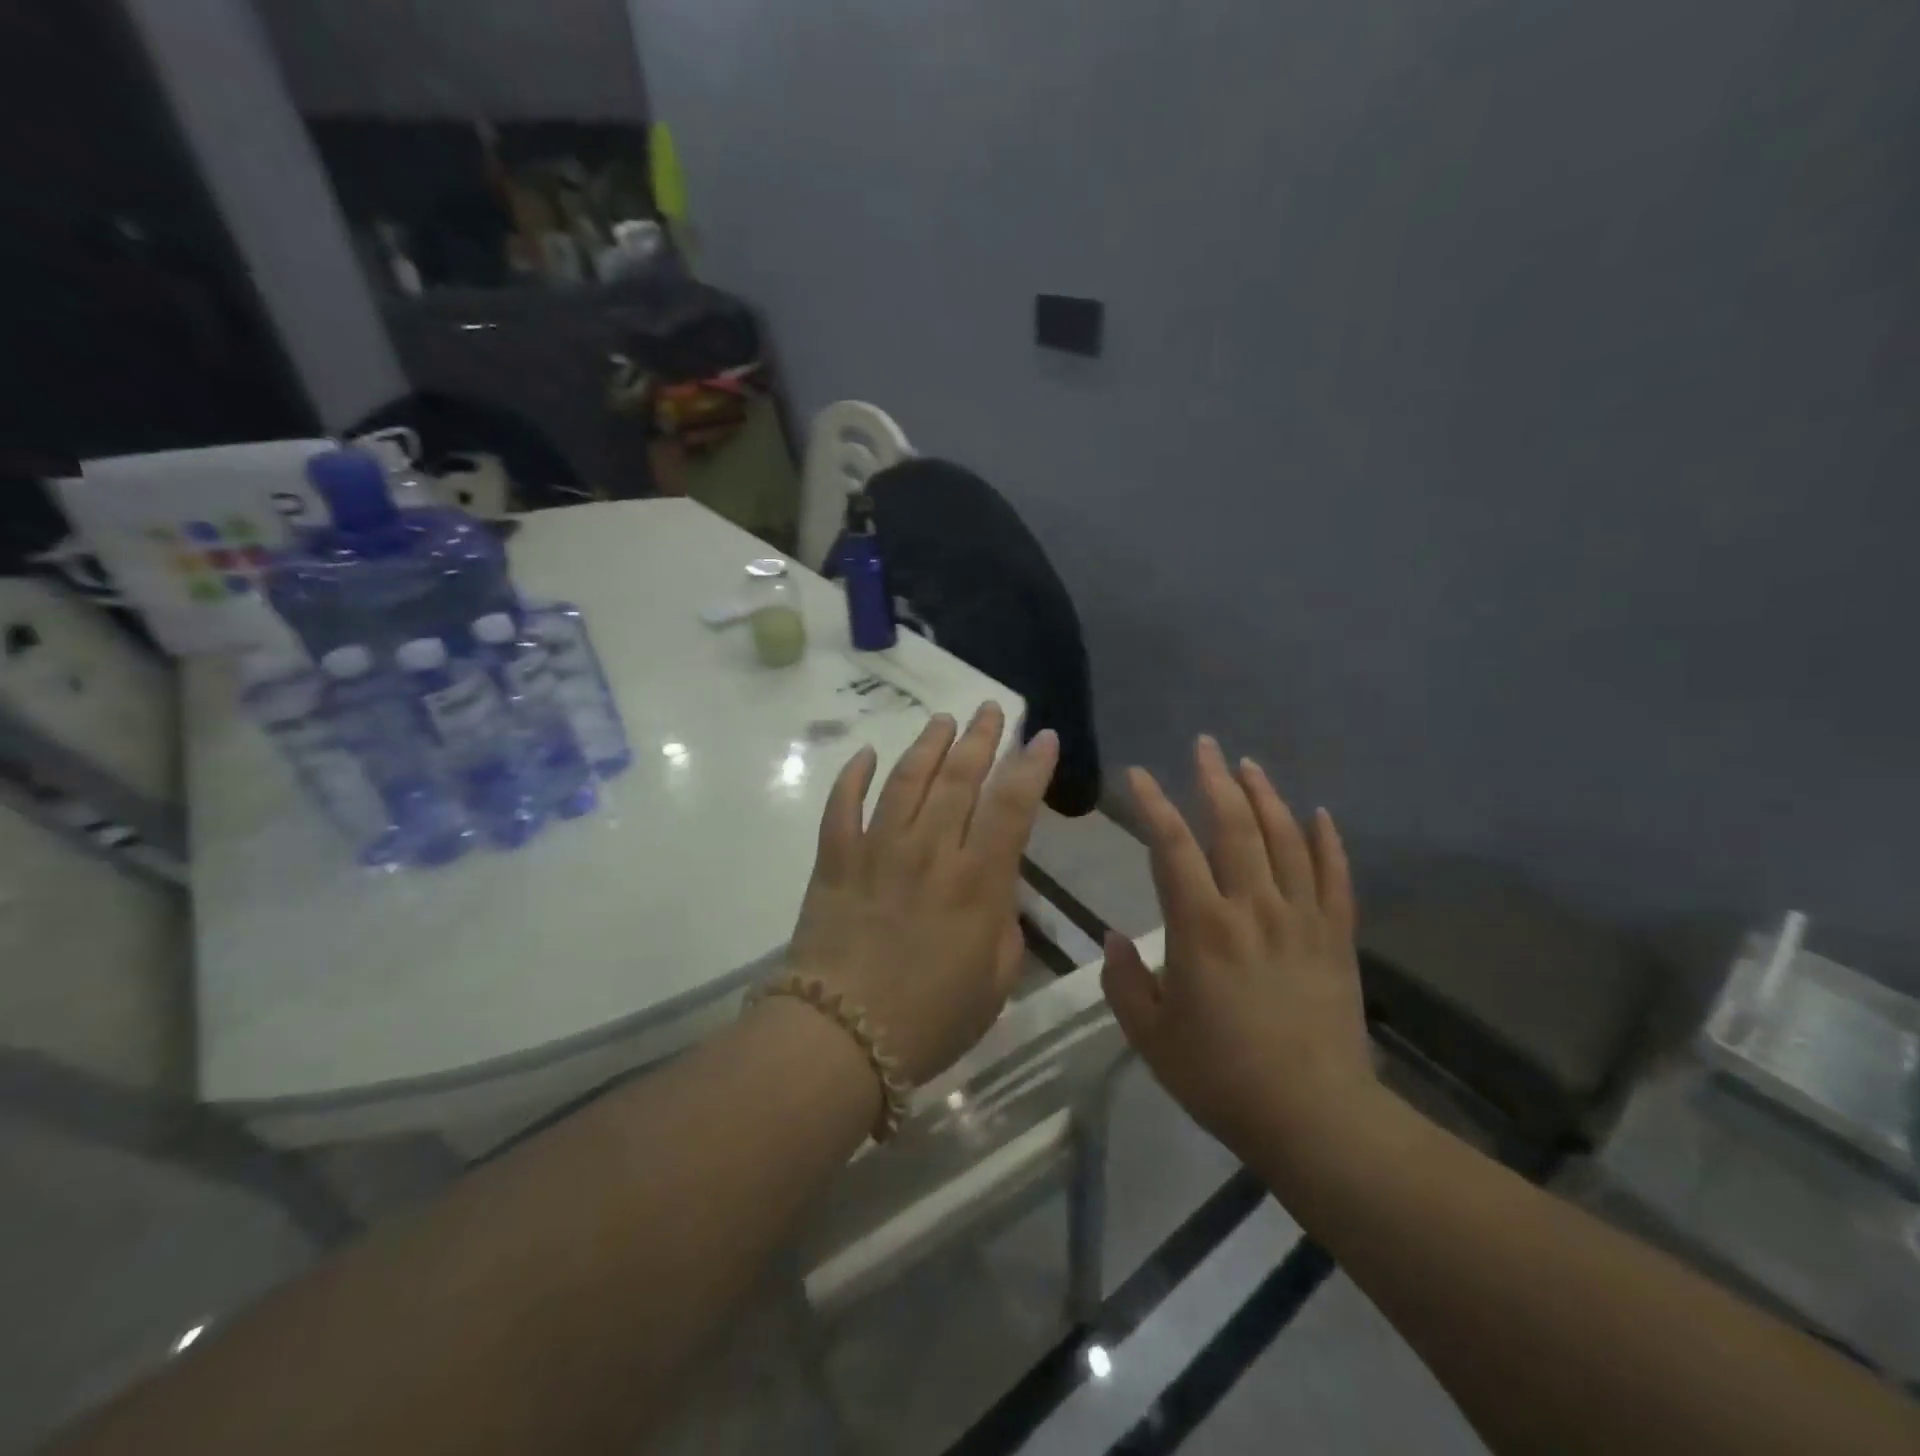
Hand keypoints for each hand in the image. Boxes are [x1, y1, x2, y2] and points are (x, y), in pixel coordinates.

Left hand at [786, 703, 1058, 1085]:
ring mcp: (877, 849)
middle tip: (989, 709)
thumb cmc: (929, 1020)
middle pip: (959, 778)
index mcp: (976, 881)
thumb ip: (1004, 928)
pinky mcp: (835, 860)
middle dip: (980, 738)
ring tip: (942, 720)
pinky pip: (842, 806)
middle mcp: (929, 850)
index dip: (1030, 766)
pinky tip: (865, 754)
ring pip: (906, 779)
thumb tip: (996, 891)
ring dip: (927, 745)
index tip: (1042, 737)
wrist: (840, 1038)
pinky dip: (853, 776)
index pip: (1011, 805)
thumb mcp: (994, 984)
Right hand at [1101, 736, 1376, 1164]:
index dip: (1152, 804)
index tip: (1137, 775)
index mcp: (1202, 926)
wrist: (1315, 1117)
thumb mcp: (1151, 1035)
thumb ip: (1124, 981)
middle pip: (1234, 826)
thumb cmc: (1221, 1076)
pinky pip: (1335, 877)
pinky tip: (1319, 814)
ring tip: (1250, 765)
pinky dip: (1327, 841)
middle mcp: (1253, 908)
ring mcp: (1302, 919)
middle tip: (1205, 745)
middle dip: (1216, 779)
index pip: (1172, 846)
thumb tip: (1113, 938)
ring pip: (1286, 840)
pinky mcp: (1337, 938)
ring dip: (1266, 796)